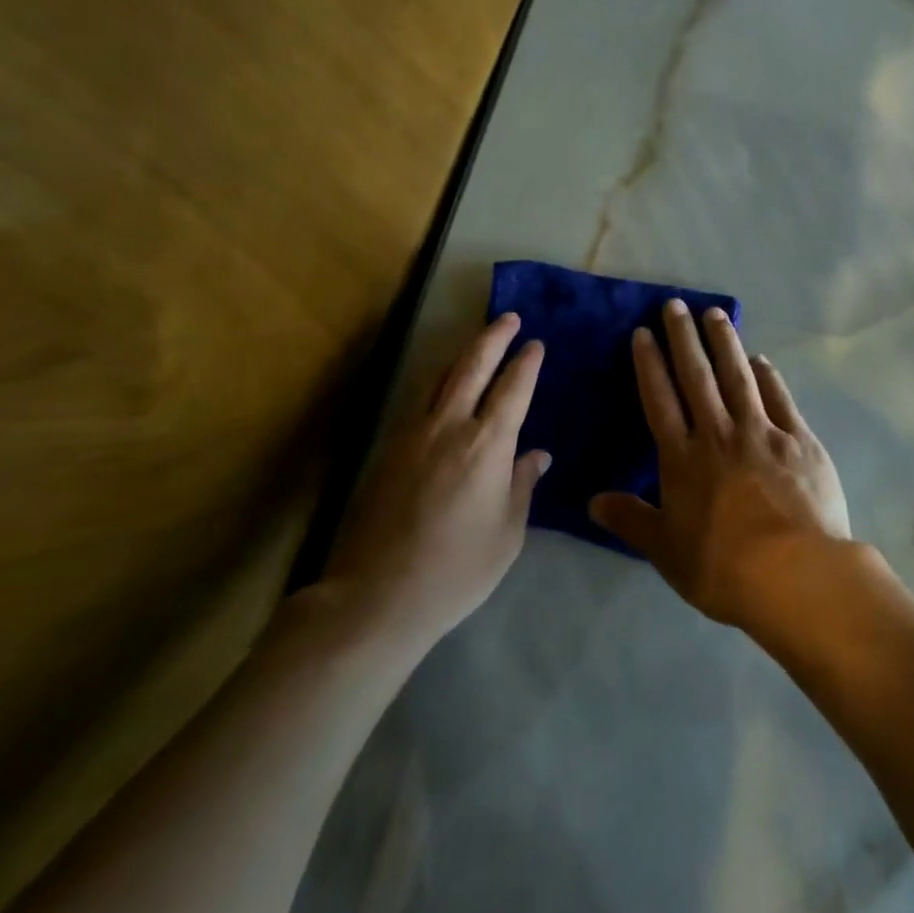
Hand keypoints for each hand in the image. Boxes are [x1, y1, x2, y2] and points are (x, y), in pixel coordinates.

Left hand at [319, 313, 548, 648]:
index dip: (526, 363)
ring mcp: (414, 434)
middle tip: (509, 318)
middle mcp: (450, 426)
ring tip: (479, 342)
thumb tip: (536, 455)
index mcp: (487, 444)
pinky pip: (421, 400)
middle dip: (494, 337)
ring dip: (463, 354)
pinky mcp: (389, 449)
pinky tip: (444, 387)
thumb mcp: (507, 533)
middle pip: (473, 366)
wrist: (377, 595)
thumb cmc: (457, 569)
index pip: (513, 389)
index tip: (536, 344)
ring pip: (441, 377)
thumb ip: (521, 486)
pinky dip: (440, 381)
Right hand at [589, 299, 852, 630]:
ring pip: (738, 377)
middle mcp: (719, 434)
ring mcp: (762, 432)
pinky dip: (768, 376)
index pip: (660, 399)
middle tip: (675, 305)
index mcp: (683, 458)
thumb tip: (592, 501)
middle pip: (697, 376)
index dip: (650, 364)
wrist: (796, 574)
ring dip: (724, 343)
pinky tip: (761, 359)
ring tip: (714, 313)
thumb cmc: (724, 567)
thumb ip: (631, 521)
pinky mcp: (800, 440)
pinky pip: (779, 399)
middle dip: (683, 338)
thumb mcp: (667, 552)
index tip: (644, 333)